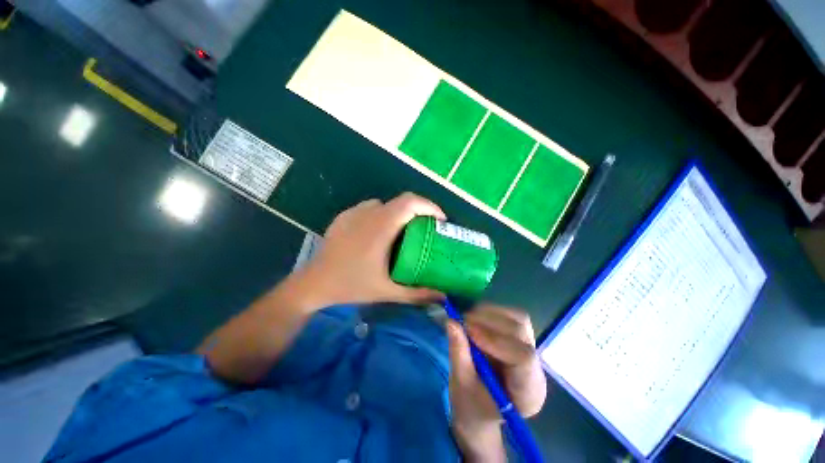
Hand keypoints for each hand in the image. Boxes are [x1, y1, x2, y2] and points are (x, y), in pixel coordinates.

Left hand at [300, 192, 446, 308]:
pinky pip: (370, 208)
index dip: (429, 206)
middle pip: (402, 201)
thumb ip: (417, 294)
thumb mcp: (387, 292)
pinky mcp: (344, 216)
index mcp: (381, 227)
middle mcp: (368, 214)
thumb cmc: (351, 285)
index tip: (440, 220)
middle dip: (420, 210)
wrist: (314, 283)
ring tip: (405, 231)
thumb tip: (443, 297)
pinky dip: (383, 215)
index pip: (410, 203)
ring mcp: (354, 213)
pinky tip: (380, 233)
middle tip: (427, 227)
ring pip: (386, 204)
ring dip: (400, 213)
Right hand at [447, 305, 546, 461]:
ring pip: (518, 319)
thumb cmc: (472, 405)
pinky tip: (476, 318)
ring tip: (468, 318)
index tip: (469, 331)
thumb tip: (451, 322)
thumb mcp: (462, 384)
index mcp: (527, 392)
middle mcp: (535, 368)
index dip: (496, 339)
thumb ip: (459, 353)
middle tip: (463, 320)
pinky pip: (511, 316)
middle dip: (490, 322)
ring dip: (490, 313)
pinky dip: (491, 312)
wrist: (481, 409)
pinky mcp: (520, 339)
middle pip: (521, 332)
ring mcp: (530, 351)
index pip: (523, 358)